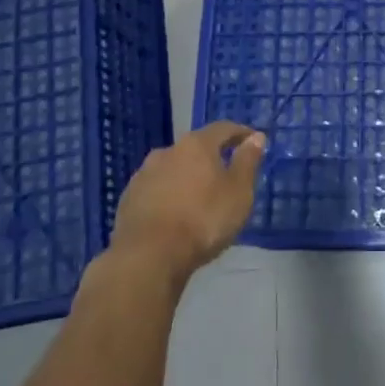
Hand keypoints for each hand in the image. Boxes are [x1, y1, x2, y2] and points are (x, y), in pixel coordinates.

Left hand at [109, 122, 266, 283]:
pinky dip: (168, 195)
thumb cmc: (203, 220)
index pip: (223, 128)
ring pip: (173, 169)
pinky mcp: (128, 199)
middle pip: (195, 148)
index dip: (240, 133)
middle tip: (225, 174)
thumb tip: (256, 137)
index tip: (253, 140)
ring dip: (187, 177)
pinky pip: (156, 190)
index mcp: (196, 145)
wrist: (148, 256)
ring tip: (199, 197)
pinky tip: (174, 213)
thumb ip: (247, 162)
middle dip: (211, 157)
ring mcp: (143, 175)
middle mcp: (167, 151)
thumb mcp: (238, 192)